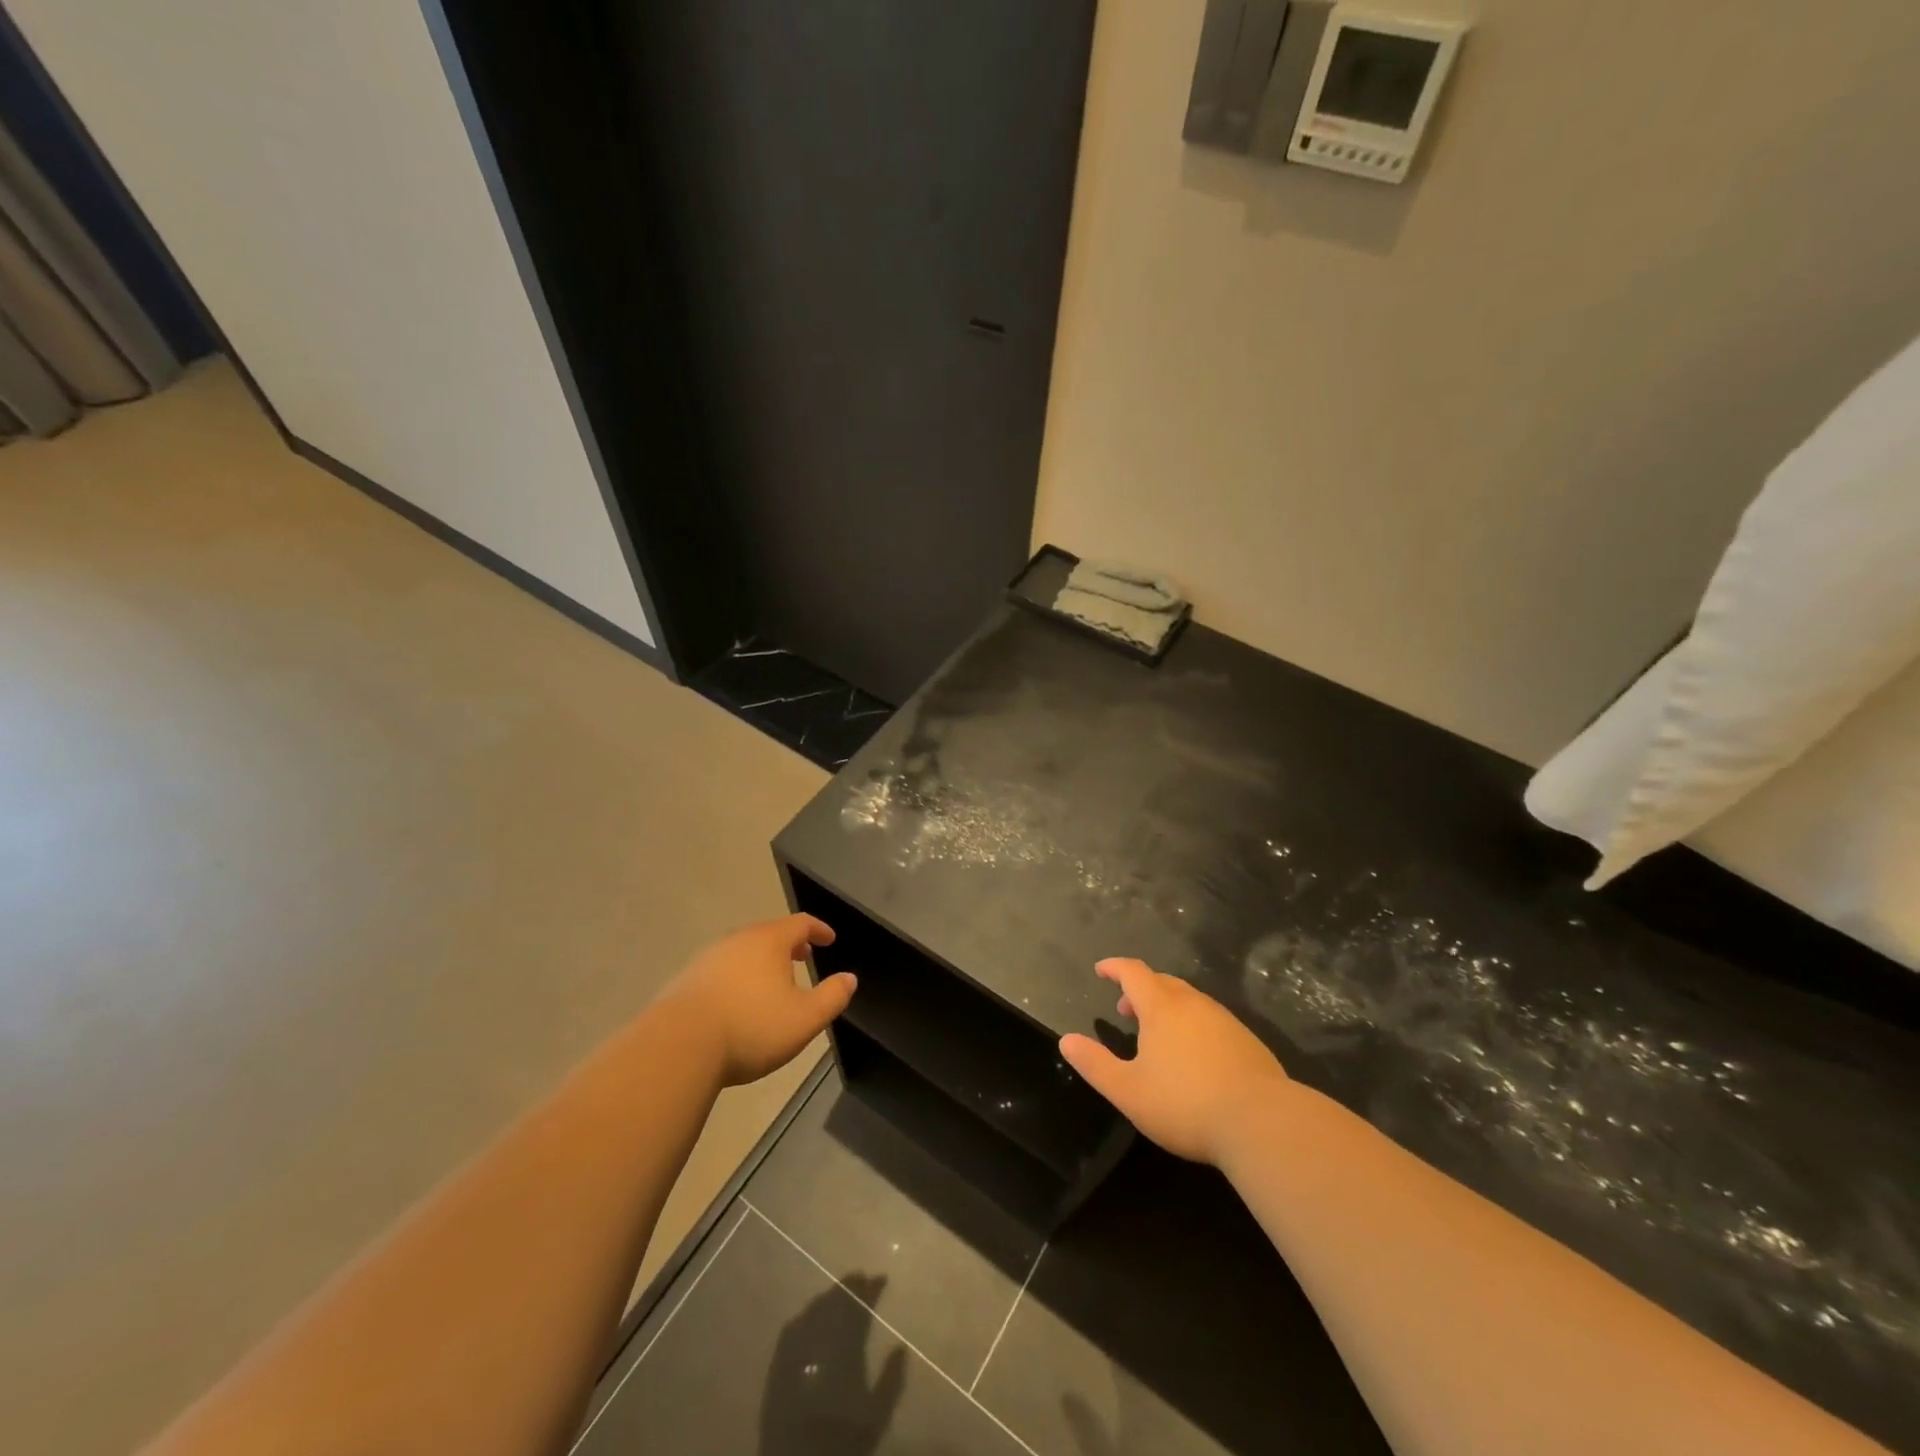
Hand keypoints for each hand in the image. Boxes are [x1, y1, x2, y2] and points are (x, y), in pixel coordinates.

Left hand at [661, 915, 855, 1086]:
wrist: (678, 1046)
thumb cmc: (752, 1027)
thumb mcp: (805, 1019)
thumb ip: (832, 997)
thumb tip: (849, 978)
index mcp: (769, 941)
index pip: (800, 923)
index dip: (818, 929)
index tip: (829, 939)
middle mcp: (738, 940)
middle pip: (769, 933)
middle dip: (789, 944)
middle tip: (803, 957)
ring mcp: (708, 958)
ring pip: (743, 951)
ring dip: (761, 961)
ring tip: (771, 982)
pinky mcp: (686, 980)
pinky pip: (721, 970)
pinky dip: (737, 977)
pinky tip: (737, 1002)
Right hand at [1059, 958, 1290, 1164]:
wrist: (1263, 1123)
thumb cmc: (1186, 1104)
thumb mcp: (1128, 1091)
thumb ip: (1095, 1064)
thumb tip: (1066, 1041)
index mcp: (1162, 1008)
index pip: (1133, 972)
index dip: (1114, 968)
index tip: (1101, 970)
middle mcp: (1194, 1004)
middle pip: (1162, 982)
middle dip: (1140, 989)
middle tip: (1126, 1009)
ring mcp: (1224, 1021)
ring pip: (1190, 1000)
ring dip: (1168, 1007)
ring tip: (1157, 1034)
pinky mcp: (1247, 1042)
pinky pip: (1211, 1020)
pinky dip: (1193, 1025)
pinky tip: (1195, 1056)